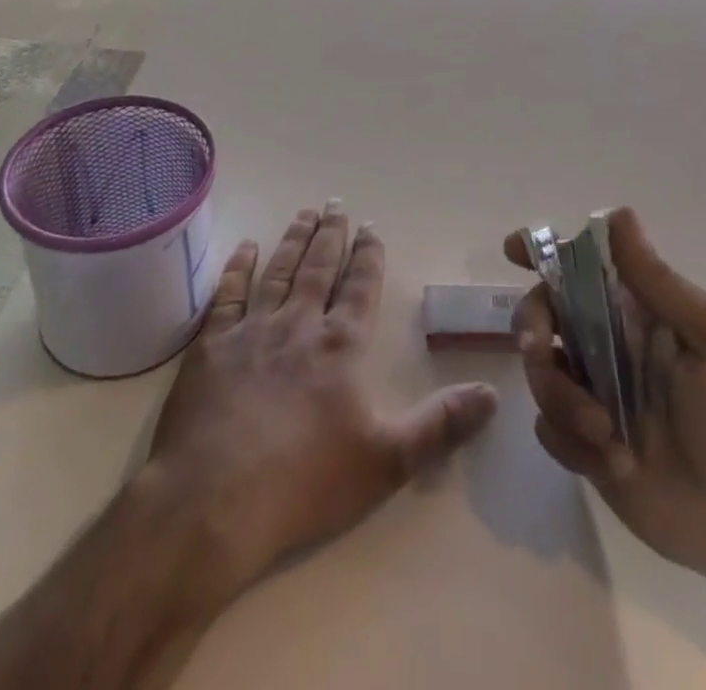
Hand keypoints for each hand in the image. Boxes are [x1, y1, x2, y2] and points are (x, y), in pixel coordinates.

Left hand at [147, 203, 498, 602]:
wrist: (214, 502)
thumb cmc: (304, 483)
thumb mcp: (387, 462)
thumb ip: (440, 425)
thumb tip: (493, 394)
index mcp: (340, 347)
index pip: (360, 288)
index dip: (368, 256)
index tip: (371, 227)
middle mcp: (298, 325)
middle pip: (319, 268)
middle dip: (331, 235)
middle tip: (336, 204)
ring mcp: (252, 330)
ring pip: (278, 271)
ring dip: (294, 240)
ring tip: (305, 213)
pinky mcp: (212, 345)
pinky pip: (228, 294)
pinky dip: (238, 267)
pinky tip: (246, 246)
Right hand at [505, 206, 705, 591]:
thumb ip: (659, 281)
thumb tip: (617, 213)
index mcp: (636, 311)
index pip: (579, 266)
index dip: (543, 252)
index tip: (513, 251)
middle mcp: (607, 345)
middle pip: (541, 314)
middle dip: (531, 329)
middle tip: (539, 352)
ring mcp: (594, 396)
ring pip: (539, 373)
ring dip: (561, 399)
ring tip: (607, 435)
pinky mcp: (586, 446)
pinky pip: (549, 429)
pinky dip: (572, 444)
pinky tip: (616, 465)